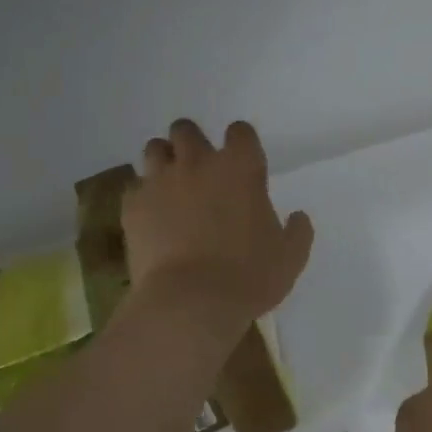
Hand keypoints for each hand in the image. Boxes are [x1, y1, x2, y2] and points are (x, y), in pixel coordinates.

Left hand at [125, 119, 314, 324]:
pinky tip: (151, 216)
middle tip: (199, 168)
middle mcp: (197, 163)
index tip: (242, 161)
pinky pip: (134, 187)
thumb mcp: (290, 258)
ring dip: (164, 161)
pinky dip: (143, 196)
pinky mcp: (133, 205)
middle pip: (186, 129)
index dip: (241, 142)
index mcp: (240, 167)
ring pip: (154, 149)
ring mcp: (160, 181)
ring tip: (170, 185)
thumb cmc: (249, 276)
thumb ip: (297, 231)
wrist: (190, 302)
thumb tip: (298, 217)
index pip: (240, 131)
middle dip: (192, 142)